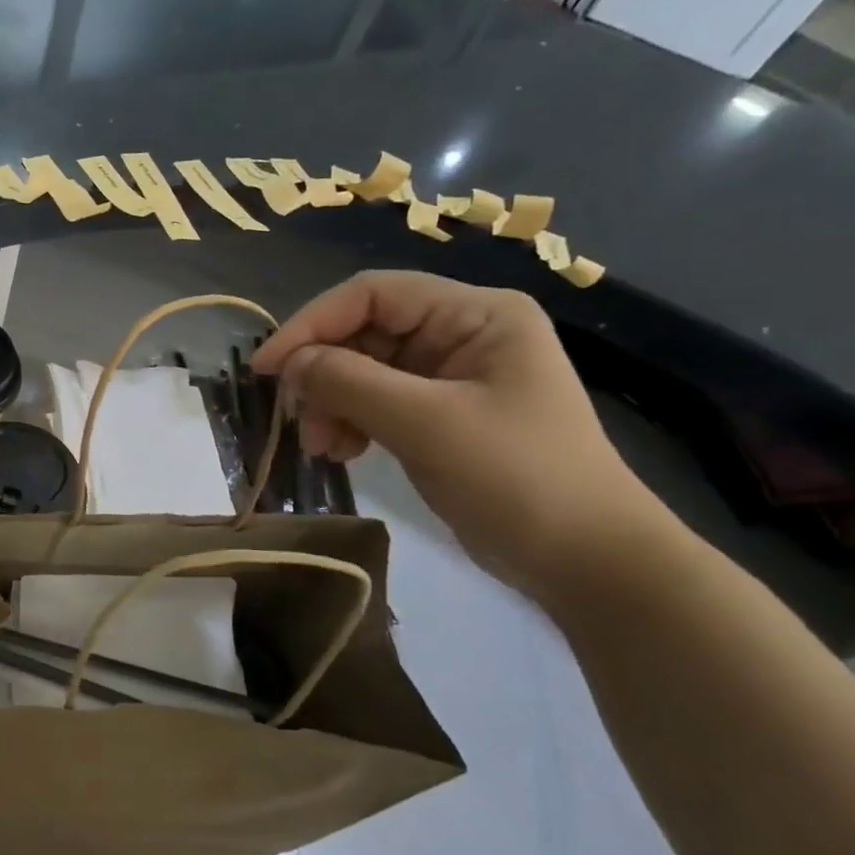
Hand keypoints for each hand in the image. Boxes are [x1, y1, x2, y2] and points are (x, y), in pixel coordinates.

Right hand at [251, 271, 659, 592]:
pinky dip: (349, 421)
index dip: (312, 323)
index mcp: (474, 314)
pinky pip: (374, 400)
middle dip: (323, 374)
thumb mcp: (428, 424)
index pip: (372, 295)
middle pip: (363, 332)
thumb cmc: (518, 478)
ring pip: (361, 369)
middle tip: (299, 421)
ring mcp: (448, 375)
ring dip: (331, 403)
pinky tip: (342, 452)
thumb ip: (350, 383)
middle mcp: (460, 333)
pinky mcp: (438, 413)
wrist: (586, 560)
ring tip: (323, 447)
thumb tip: (289, 364)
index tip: (267, 368)